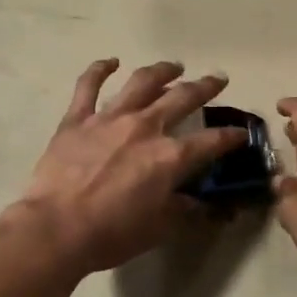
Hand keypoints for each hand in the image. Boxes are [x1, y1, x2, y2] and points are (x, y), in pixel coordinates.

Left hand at [12, 60, 246, 275]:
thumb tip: (202, 204)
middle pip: (182, 98)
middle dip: (205, 87)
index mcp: (170, 157)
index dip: (230, 137)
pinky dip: (100, 69)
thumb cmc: (111, 234)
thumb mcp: (158, 229)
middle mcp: (145, 128)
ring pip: (141, 83)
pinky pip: (89, 85)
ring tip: (174, 66)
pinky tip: (110, 62)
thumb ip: (183, 211)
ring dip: (162, 71)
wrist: (56, 228)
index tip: (240, 133)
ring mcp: (109, 118)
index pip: (211, 142)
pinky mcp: (77, 119)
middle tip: (217, 79)